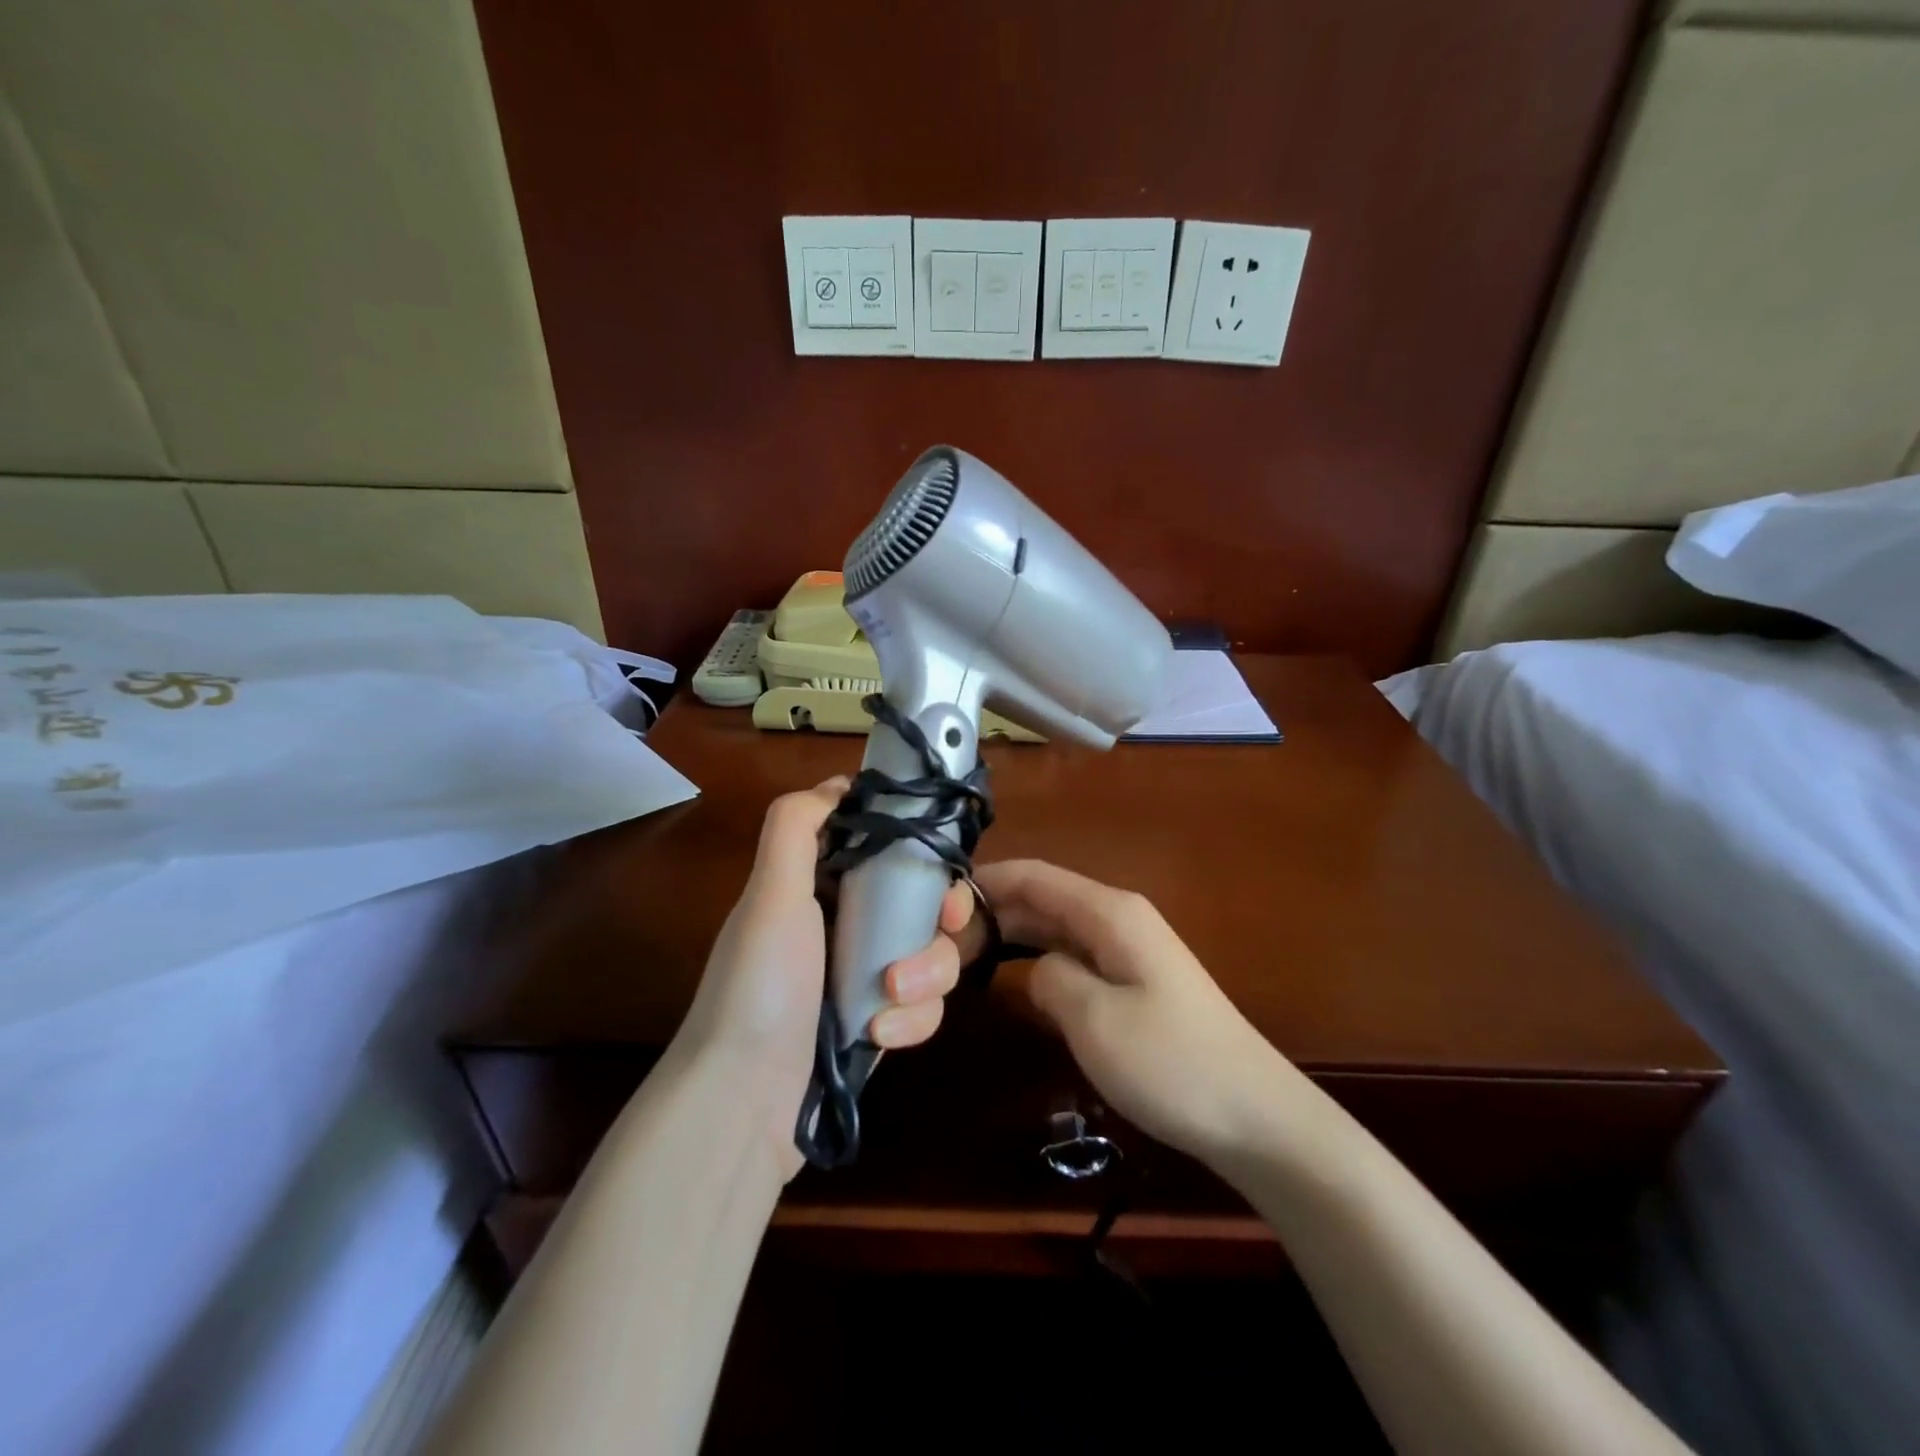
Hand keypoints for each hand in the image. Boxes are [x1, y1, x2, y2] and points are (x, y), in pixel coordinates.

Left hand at [672, 778, 973, 1175]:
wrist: (744, 1103)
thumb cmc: (760, 986)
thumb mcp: (770, 894)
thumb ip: (796, 826)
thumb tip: (839, 783)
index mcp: (817, 886)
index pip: (884, 849)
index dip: (918, 848)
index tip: (940, 860)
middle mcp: (844, 925)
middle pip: (922, 902)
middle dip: (939, 915)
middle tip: (943, 923)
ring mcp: (865, 977)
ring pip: (932, 954)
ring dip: (926, 974)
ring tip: (891, 997)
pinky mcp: (880, 1023)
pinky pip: (924, 1006)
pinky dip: (911, 1020)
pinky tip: (880, 1037)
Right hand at [970, 860, 1316, 1170]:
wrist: (1255, 1115)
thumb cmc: (1171, 1063)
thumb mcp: (1093, 1020)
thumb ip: (1049, 978)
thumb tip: (1036, 969)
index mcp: (1109, 912)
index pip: (1034, 875)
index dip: (985, 881)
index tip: (936, 902)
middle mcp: (1117, 917)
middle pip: (1042, 897)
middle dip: (992, 911)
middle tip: (940, 942)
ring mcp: (1128, 949)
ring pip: (1055, 926)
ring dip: (1011, 935)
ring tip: (962, 956)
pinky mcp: (1134, 981)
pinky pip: (1073, 953)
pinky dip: (1037, 957)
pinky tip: (1012, 977)